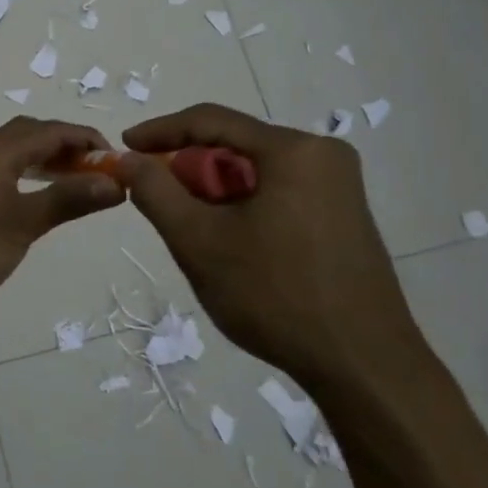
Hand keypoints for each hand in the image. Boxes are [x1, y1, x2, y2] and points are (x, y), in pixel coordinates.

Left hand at [0, 118, 123, 307]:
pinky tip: (27, 196)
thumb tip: (113, 183)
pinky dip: (21, 170)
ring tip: (67, 180)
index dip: (84, 138)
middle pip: (28, 132)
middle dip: (63, 143)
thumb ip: (66, 200)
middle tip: (91, 168)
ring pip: (9, 149)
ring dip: (41, 157)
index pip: (50, 131)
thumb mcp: (23, 225)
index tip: (113, 157)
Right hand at [120, 105, 426, 394]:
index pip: (210, 120)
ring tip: (190, 228)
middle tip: (156, 198)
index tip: (124, 147)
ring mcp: (340, 186)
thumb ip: (156, 192)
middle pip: (235, 146)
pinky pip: (279, 192)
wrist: (363, 366)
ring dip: (215, 192)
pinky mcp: (344, 215)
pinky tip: (230, 242)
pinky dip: (244, 206)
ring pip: (256, 172)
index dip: (160, 130)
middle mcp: (324, 155)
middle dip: (190, 169)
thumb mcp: (198, 241)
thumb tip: (129, 159)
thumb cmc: (275, 295)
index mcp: (294, 150)